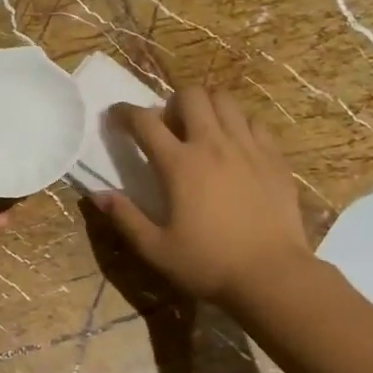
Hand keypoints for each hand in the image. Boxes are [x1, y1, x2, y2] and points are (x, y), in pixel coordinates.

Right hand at [91, 87, 313, 306]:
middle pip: (191, 96)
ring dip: (207, 107)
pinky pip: (254, 123)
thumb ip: (125, 218)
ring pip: (225, 101)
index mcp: (179, 165)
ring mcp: (248, 148)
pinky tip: (235, 146)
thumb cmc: (208, 264)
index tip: (115, 116)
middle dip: (172, 102)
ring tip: (202, 130)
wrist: (273, 276)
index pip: (144, 121)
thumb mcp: (155, 249)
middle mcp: (213, 145)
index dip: (125, 113)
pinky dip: (238, 125)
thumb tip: (98, 196)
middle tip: (168, 126)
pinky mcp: (274, 158)